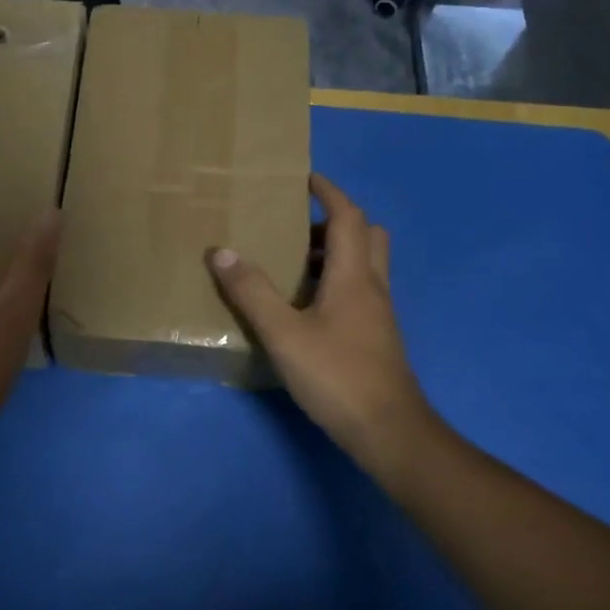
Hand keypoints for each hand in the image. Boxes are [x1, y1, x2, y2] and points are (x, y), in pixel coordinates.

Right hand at [209, 174, 436, 475]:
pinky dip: (338, 281)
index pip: (349, 217)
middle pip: (368, 236)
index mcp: (353, 276)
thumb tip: (222, 251)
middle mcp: (372, 287)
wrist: (388, 431)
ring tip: (296, 262)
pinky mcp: (377, 337)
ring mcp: (379, 314)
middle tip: (300, 226)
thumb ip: (252, 292)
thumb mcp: (283, 333)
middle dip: (337, 221)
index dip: (330, 193)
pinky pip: (360, 290)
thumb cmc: (336, 375)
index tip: (307, 178)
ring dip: (337, 252)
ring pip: (366, 265)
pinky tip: (308, 305)